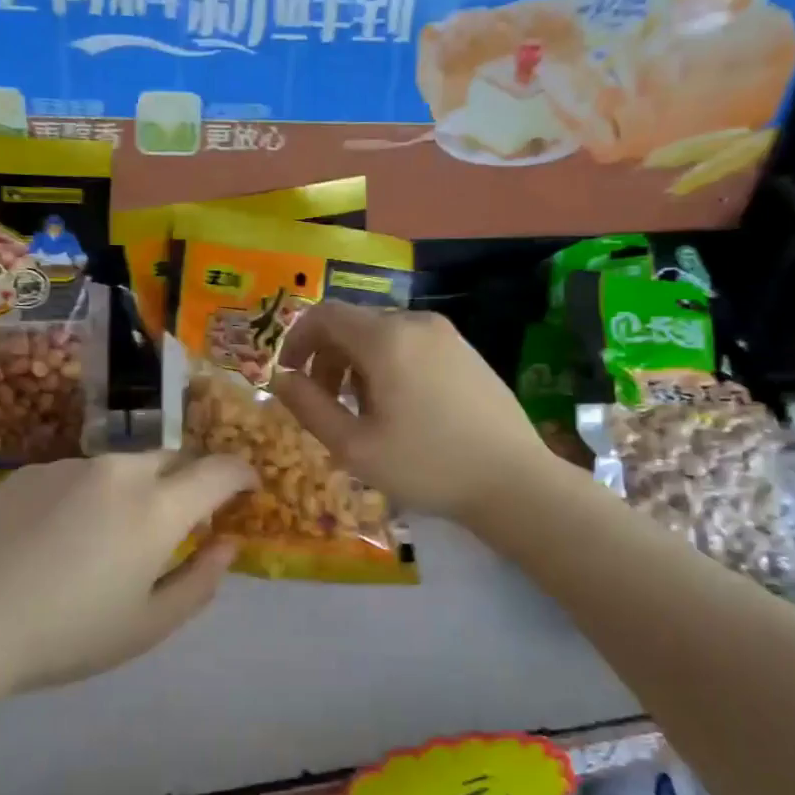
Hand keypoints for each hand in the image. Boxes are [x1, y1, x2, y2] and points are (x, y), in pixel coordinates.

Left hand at [0, 452, 255, 694]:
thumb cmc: (68, 633)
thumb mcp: (148, 625)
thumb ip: (200, 581)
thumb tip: (227, 545)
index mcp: (158, 506)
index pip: (220, 469)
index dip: (242, 474)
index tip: (247, 488)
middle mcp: (121, 470)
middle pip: (173, 458)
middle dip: (187, 481)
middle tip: (177, 521)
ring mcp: (71, 464)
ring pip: (123, 466)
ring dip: (134, 489)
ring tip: (106, 537)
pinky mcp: (30, 471)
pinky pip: (78, 474)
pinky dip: (88, 495)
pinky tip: (57, 538)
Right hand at [272, 302, 547, 523]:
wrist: (513, 480)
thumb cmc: (426, 465)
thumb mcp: (354, 446)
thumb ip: (308, 406)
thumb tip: (281, 379)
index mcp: (386, 338)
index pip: (325, 314)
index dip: (297, 340)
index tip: (289, 375)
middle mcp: (416, 322)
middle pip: (354, 324)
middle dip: (327, 357)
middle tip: (325, 403)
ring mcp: (447, 334)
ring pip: (383, 335)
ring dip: (357, 364)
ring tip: (363, 411)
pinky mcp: (466, 350)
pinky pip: (412, 344)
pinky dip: (389, 364)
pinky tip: (401, 408)